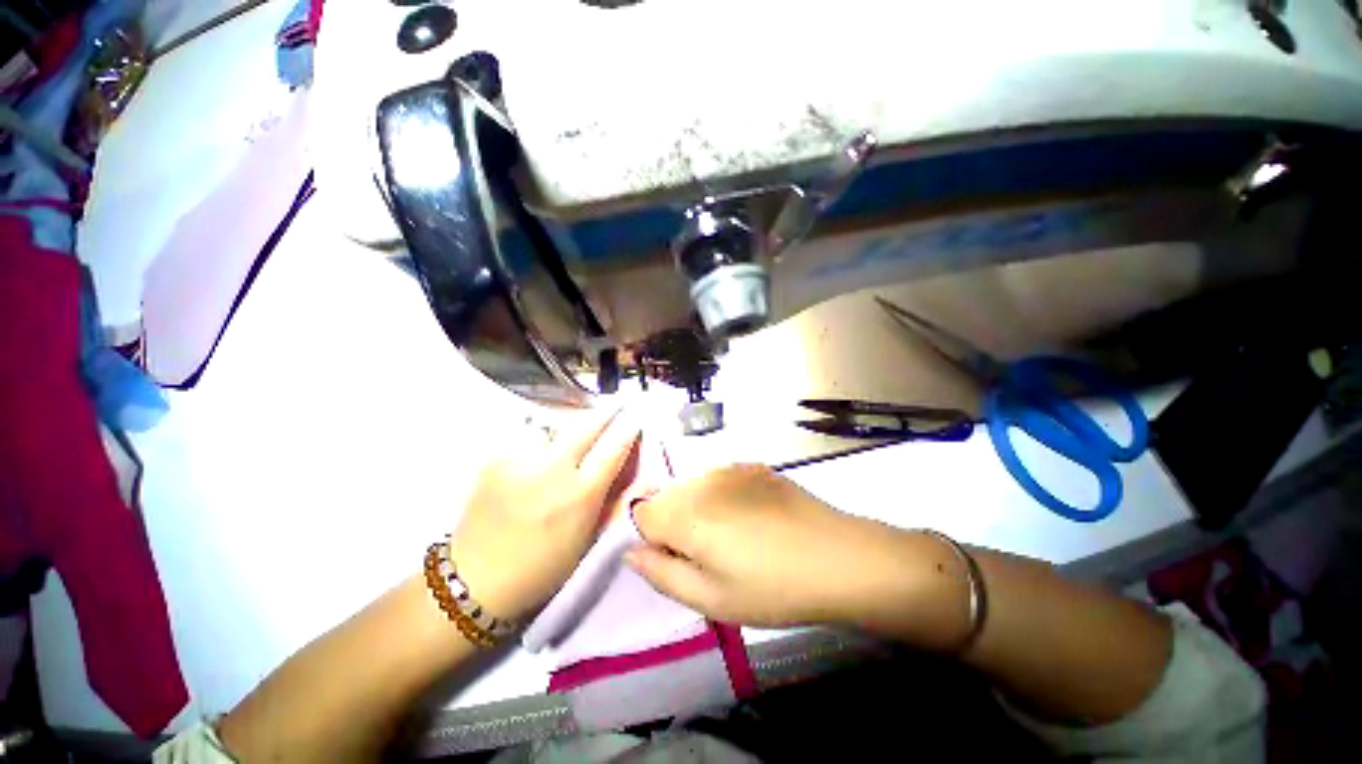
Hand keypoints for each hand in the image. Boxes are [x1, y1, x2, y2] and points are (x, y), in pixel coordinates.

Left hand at [449, 408, 641, 621]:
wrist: (475, 581)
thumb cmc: (543, 568)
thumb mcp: (589, 538)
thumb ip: (614, 498)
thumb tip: (636, 469)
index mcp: (581, 494)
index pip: (614, 447)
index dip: (629, 427)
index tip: (636, 416)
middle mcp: (552, 469)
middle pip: (587, 424)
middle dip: (607, 411)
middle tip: (617, 403)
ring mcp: (521, 460)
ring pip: (555, 423)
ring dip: (570, 425)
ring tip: (571, 436)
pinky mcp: (495, 458)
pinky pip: (528, 435)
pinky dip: (542, 436)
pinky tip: (541, 450)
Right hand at [627, 464, 961, 633]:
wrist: (837, 556)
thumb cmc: (773, 588)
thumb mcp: (712, 599)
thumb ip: (662, 574)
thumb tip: (632, 553)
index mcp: (686, 512)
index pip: (640, 514)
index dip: (653, 540)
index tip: (678, 560)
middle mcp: (701, 480)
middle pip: (665, 497)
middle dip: (673, 524)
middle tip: (708, 554)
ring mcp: (728, 467)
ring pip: (691, 486)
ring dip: (697, 509)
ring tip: (733, 537)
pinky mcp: (751, 465)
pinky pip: (718, 479)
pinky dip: (721, 496)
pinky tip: (752, 518)